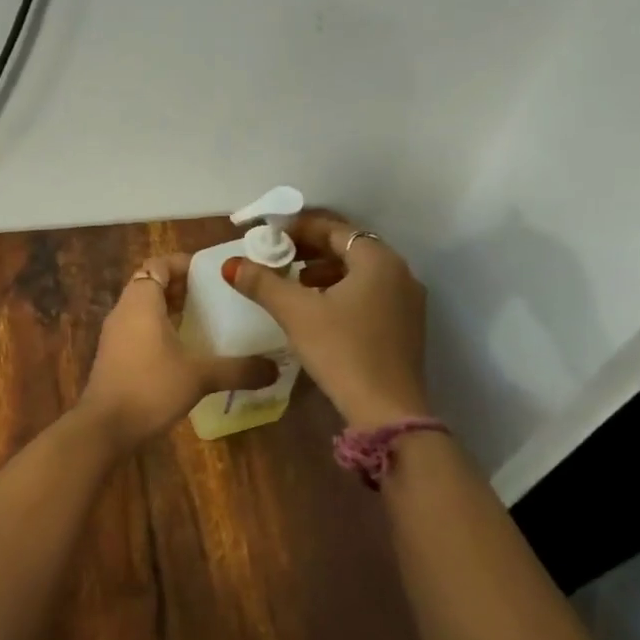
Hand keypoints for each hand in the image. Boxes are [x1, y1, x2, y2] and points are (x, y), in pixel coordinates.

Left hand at [78, 253, 277, 449]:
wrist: (104, 428)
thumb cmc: (150, 387)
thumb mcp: (199, 376)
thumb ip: (238, 369)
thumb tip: (275, 368)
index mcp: (141, 302)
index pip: (159, 264)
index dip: (184, 263)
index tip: (212, 273)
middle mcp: (125, 310)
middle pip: (152, 284)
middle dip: (182, 286)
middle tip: (216, 296)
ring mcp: (116, 334)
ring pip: (145, 308)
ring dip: (172, 309)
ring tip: (206, 320)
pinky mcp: (115, 355)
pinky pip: (140, 328)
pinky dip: (161, 329)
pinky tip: (186, 350)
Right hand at [225, 209, 428, 427]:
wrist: (388, 412)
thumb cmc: (342, 352)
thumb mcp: (297, 313)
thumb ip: (263, 283)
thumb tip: (231, 264)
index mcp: (378, 260)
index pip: (334, 228)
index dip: (299, 227)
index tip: (270, 234)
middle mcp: (399, 272)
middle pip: (349, 247)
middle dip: (311, 248)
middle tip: (278, 255)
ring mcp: (407, 300)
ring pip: (360, 272)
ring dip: (326, 270)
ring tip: (295, 280)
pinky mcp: (406, 326)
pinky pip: (371, 292)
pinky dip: (343, 290)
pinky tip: (319, 308)